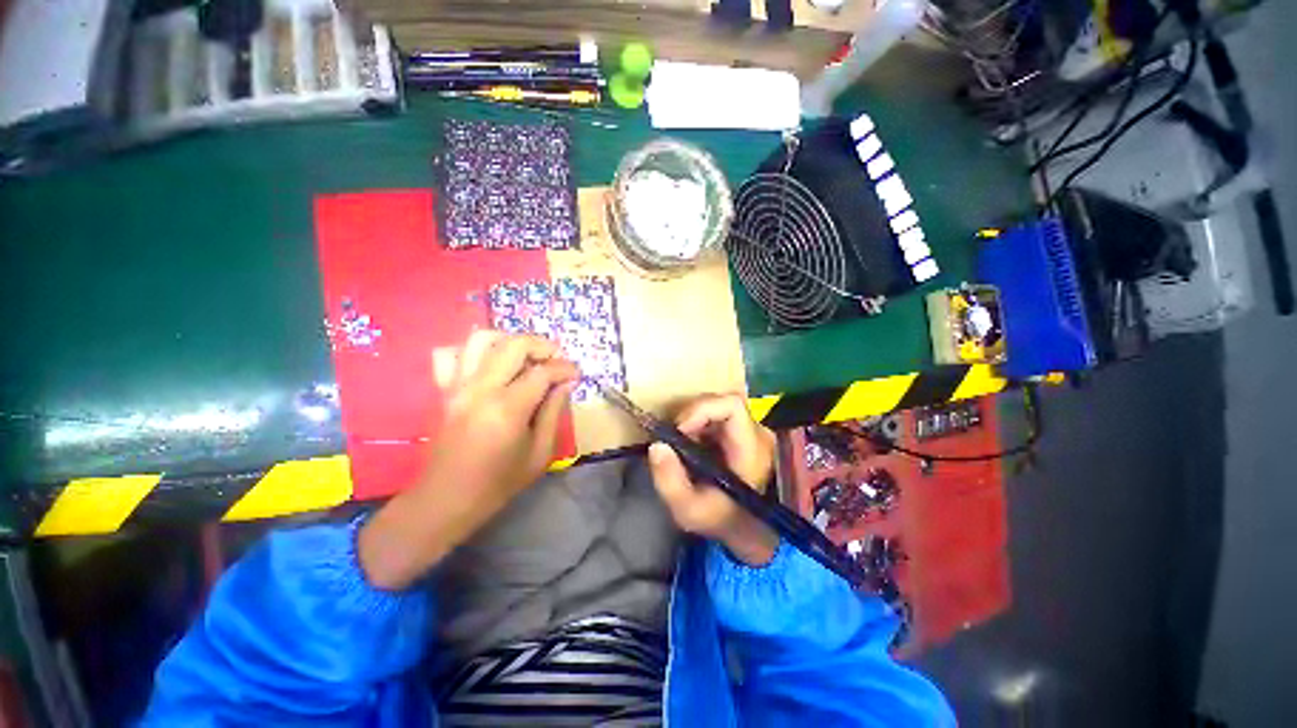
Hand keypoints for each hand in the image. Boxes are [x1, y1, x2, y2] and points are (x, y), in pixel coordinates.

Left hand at [359, 331, 578, 589]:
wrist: (447, 499)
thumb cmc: (499, 482)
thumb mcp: (540, 452)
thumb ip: (554, 412)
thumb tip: (566, 383)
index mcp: (508, 408)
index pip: (543, 372)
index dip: (565, 368)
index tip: (576, 373)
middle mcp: (481, 388)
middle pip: (514, 344)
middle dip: (542, 345)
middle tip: (556, 360)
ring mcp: (458, 386)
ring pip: (481, 339)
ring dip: (509, 340)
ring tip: (525, 357)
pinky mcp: (444, 390)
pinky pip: (450, 354)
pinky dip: (471, 350)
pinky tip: (488, 363)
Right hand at [647, 394, 779, 566]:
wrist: (744, 527)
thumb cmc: (720, 519)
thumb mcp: (689, 510)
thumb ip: (670, 481)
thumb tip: (656, 445)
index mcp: (751, 448)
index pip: (731, 405)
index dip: (701, 409)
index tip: (679, 430)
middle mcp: (757, 432)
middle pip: (721, 401)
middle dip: (691, 415)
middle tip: (674, 438)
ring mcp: (751, 430)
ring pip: (717, 405)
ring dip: (692, 419)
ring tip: (681, 443)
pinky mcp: (742, 431)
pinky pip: (716, 414)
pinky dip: (697, 423)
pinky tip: (690, 444)